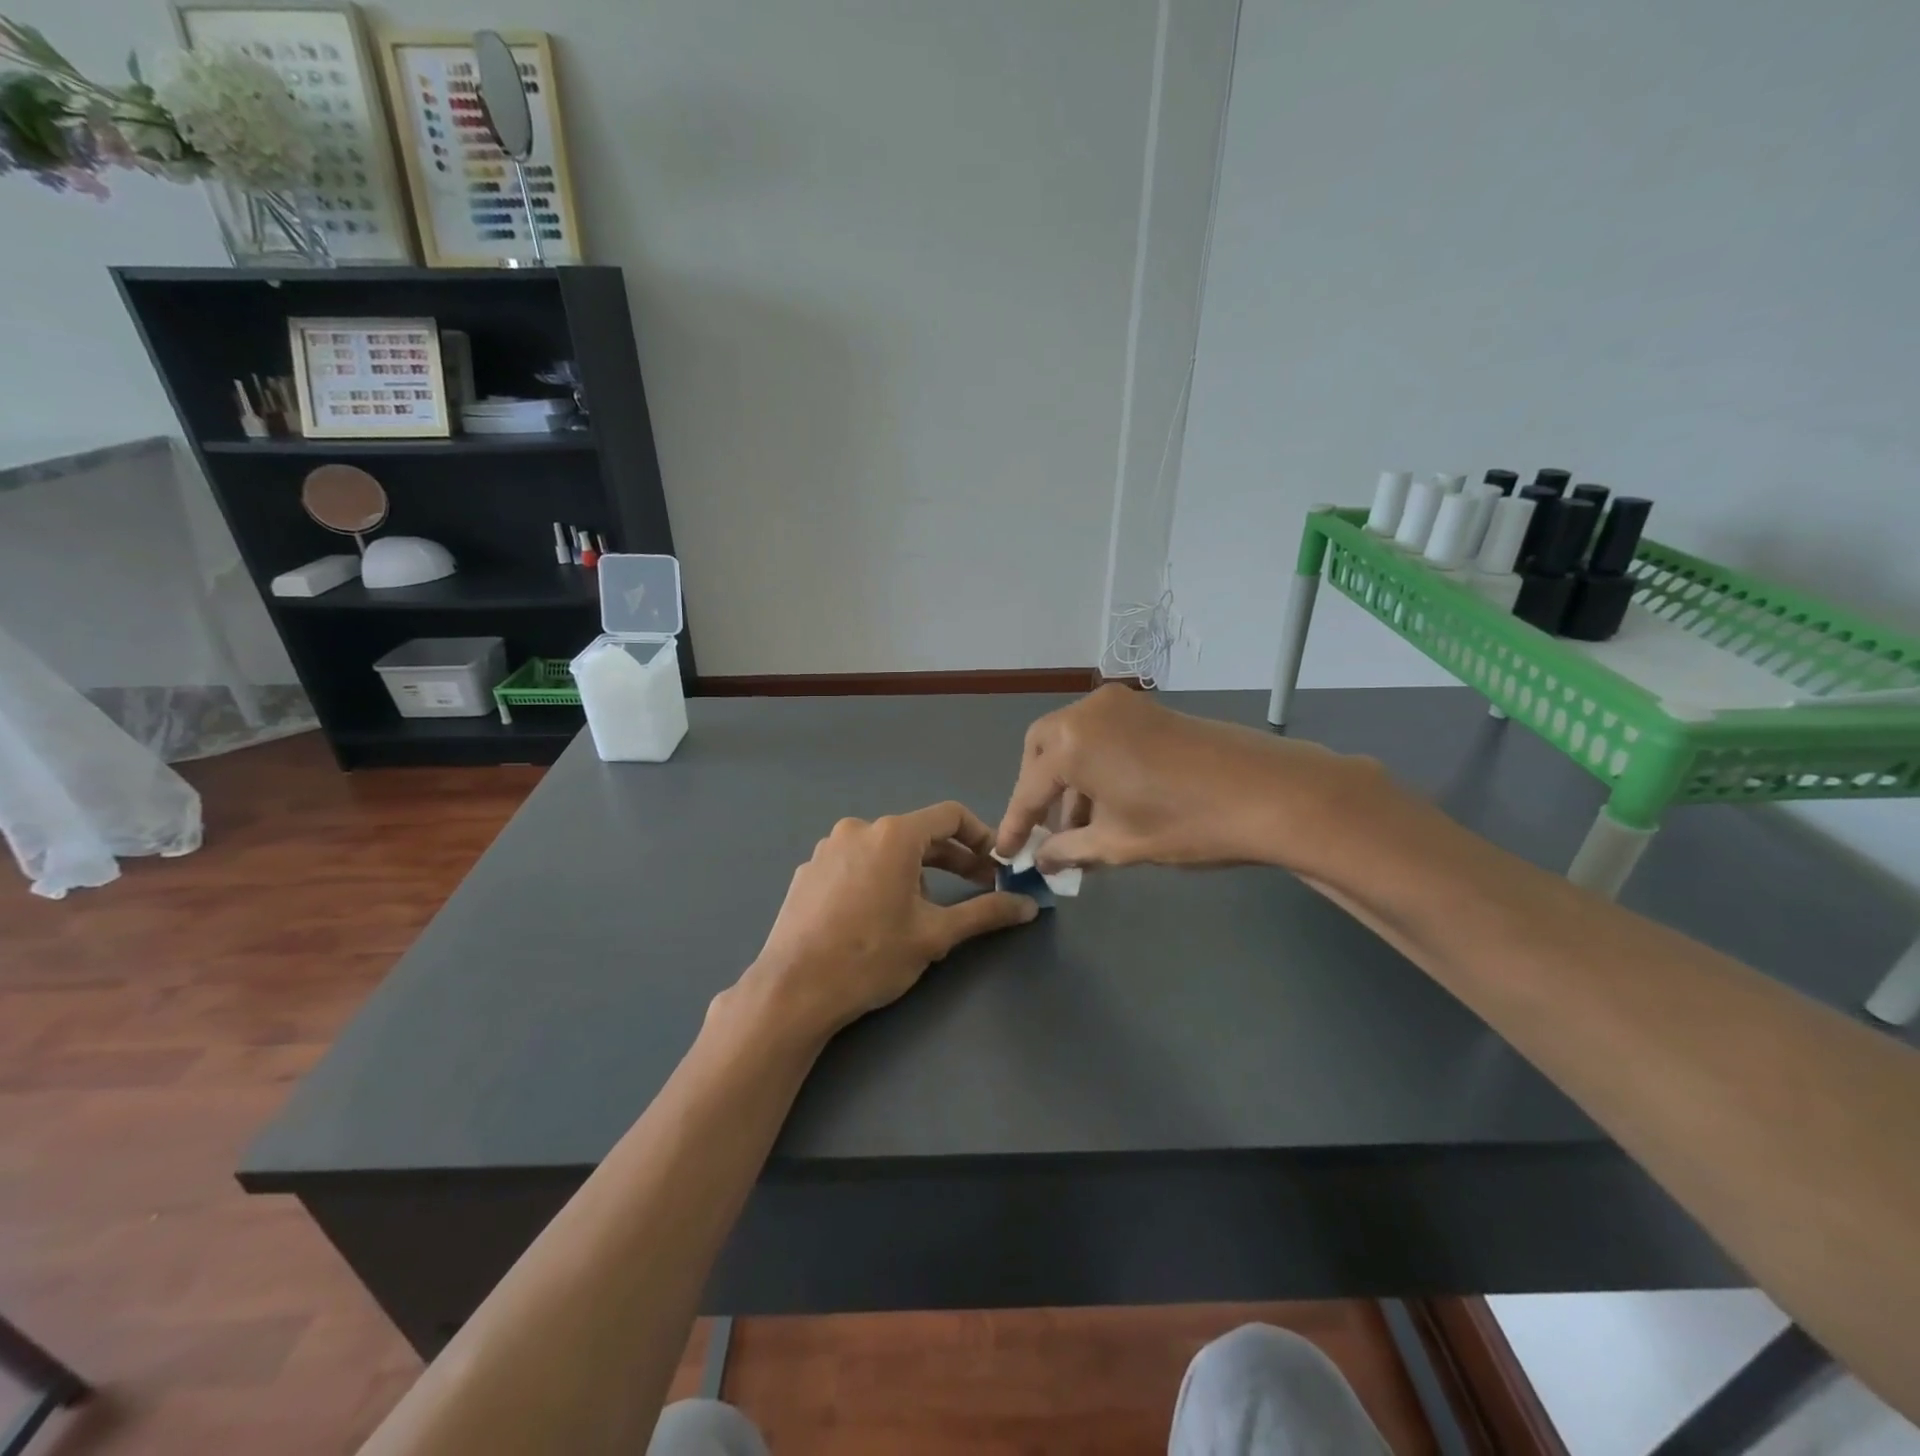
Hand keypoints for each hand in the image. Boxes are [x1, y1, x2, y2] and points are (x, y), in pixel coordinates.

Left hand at [739, 802, 1038, 1042]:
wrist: (793, 990)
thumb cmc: (871, 957)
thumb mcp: (935, 935)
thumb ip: (985, 913)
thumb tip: (1028, 906)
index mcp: (893, 835)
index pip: (950, 816)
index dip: (981, 836)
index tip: (997, 863)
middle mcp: (859, 829)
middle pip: (918, 833)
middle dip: (953, 859)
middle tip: (980, 887)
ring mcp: (828, 849)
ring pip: (886, 850)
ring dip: (915, 871)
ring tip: (924, 911)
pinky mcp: (808, 871)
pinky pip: (856, 864)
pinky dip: (879, 878)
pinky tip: (878, 916)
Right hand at [994, 685, 1380, 874]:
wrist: (1269, 793)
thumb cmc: (1184, 822)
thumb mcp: (1118, 843)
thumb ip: (1069, 849)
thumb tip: (1042, 859)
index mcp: (1071, 741)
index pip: (1029, 788)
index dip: (1016, 824)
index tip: (1005, 853)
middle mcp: (1088, 712)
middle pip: (1043, 749)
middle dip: (1039, 790)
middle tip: (1043, 830)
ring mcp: (1121, 704)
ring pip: (1074, 741)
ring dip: (1069, 781)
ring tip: (1079, 829)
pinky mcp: (1148, 709)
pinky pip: (1102, 736)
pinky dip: (1095, 766)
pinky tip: (1108, 803)